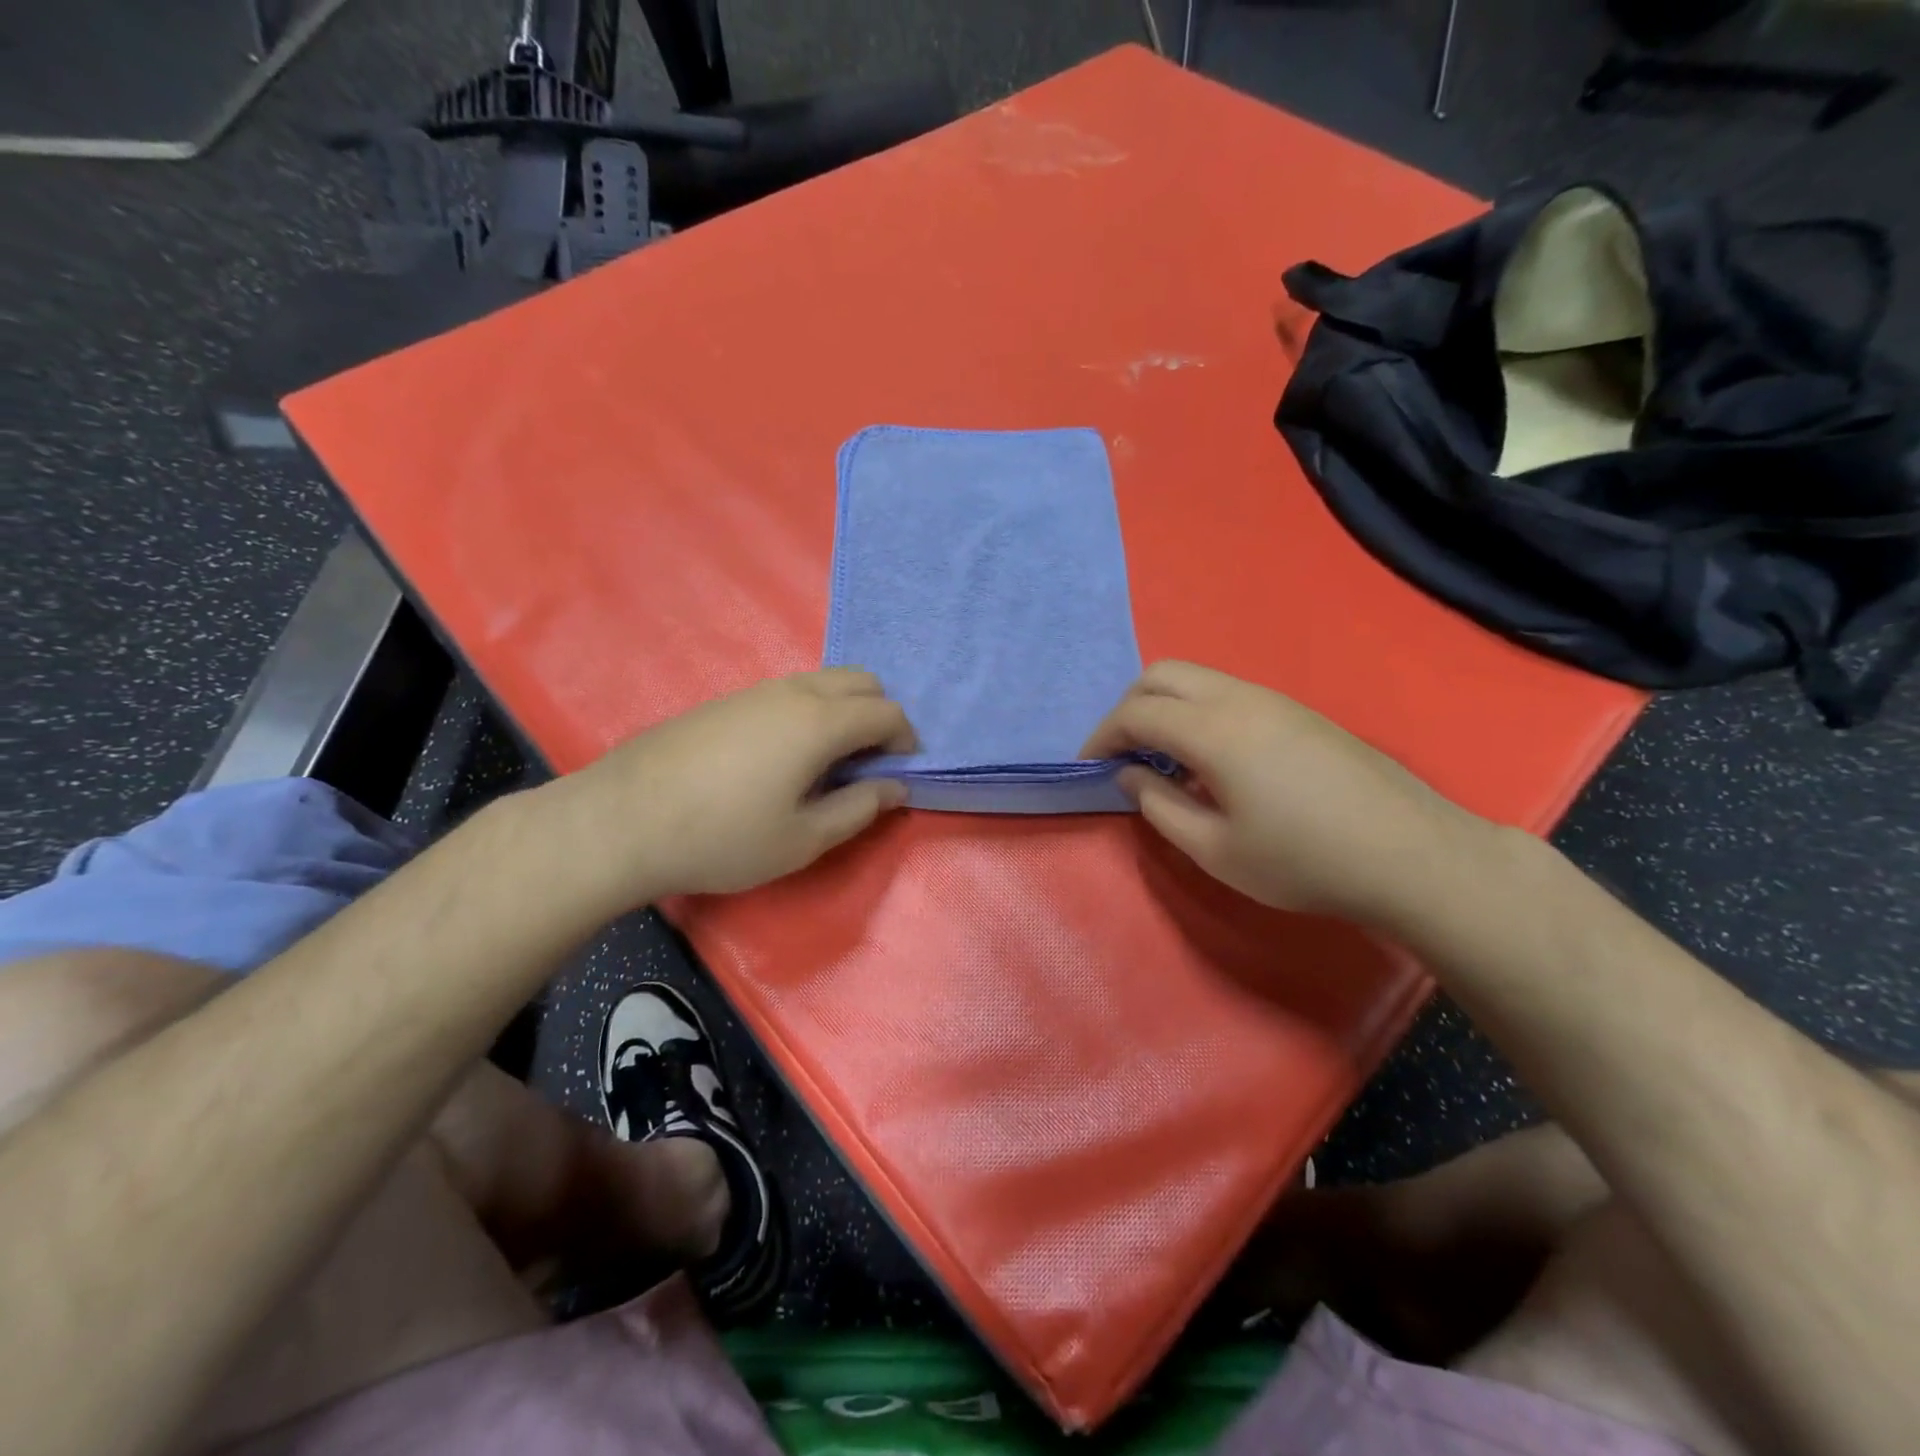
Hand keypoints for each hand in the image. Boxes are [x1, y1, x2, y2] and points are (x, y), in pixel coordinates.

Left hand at [559, 669, 915, 904]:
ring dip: (844, 709)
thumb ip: (859, 808)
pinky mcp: (727, 700)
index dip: (906, 739)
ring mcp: (756, 690)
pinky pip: (790, 690)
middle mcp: (794, 692)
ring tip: (831, 760)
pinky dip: (812, 710)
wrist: (623, 820)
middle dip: (880, 714)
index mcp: (820, 722)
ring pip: (823, 681)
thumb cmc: (723, 837)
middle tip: (871, 762)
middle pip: (860, 680)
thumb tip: (895, 787)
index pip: (886, 711)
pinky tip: (786, 755)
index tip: (902, 772)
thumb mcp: (803, 838)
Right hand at [1081, 661, 1488, 926]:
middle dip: (1129, 707)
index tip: (1089, 766)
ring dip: (1165, 706)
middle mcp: (1241, 698)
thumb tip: (1132, 774)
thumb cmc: (1303, 861)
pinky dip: (1197, 710)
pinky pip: (1228, 693)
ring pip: (1198, 678)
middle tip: (1122, 753)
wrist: (1411, 855)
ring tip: (1162, 758)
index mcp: (1214, 730)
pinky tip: (1210, 759)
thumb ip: (1160, 806)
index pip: (1137, 712)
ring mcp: (1275, 700)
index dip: (1102, 737)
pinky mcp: (1299, 712)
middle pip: (1163, 674)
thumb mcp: (1215, 850)